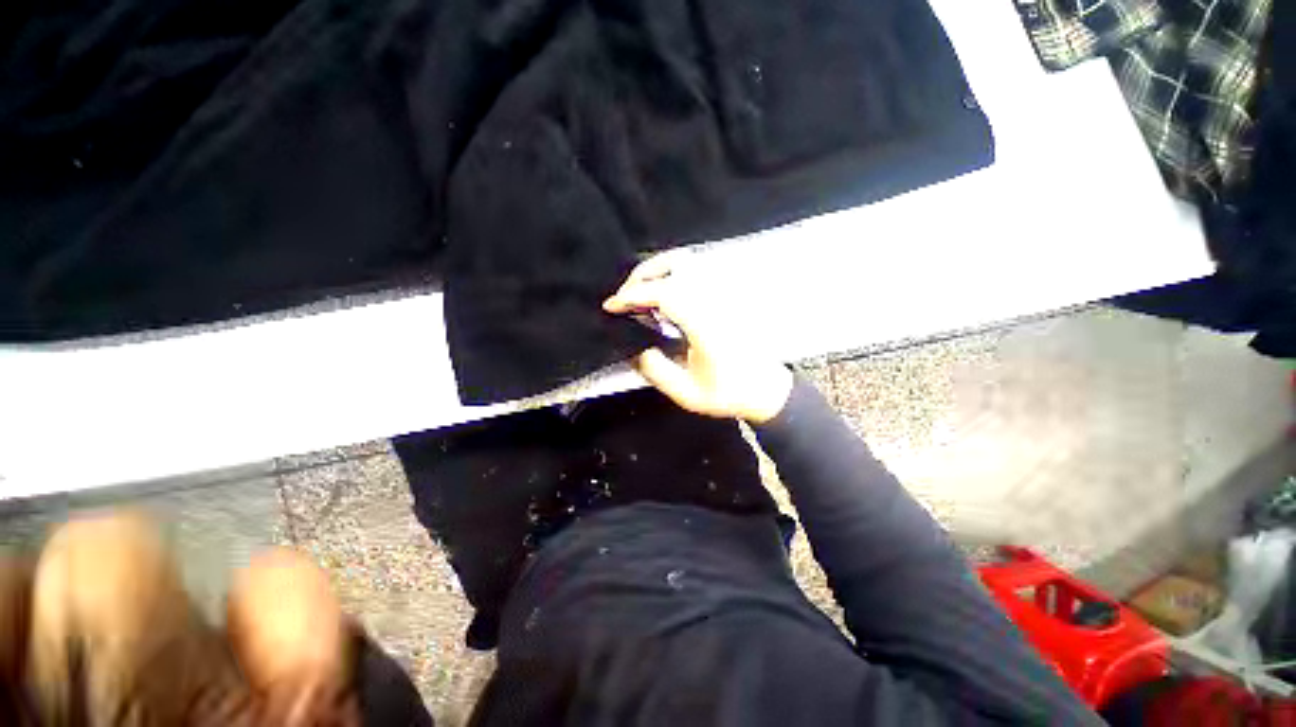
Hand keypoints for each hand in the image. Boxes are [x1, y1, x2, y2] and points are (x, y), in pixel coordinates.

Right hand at [603, 254, 792, 423]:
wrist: (765, 389)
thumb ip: (658, 372)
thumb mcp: (688, 394)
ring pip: (688, 262)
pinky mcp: (727, 296)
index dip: (634, 295)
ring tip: (639, 288)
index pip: (665, 293)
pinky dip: (673, 273)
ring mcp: (724, 295)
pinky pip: (697, 270)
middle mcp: (715, 301)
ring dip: (658, 269)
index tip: (613, 305)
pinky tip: (663, 290)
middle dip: (642, 276)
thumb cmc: (729, 393)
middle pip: (676, 266)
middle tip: (623, 295)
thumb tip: (638, 350)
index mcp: (705, 324)